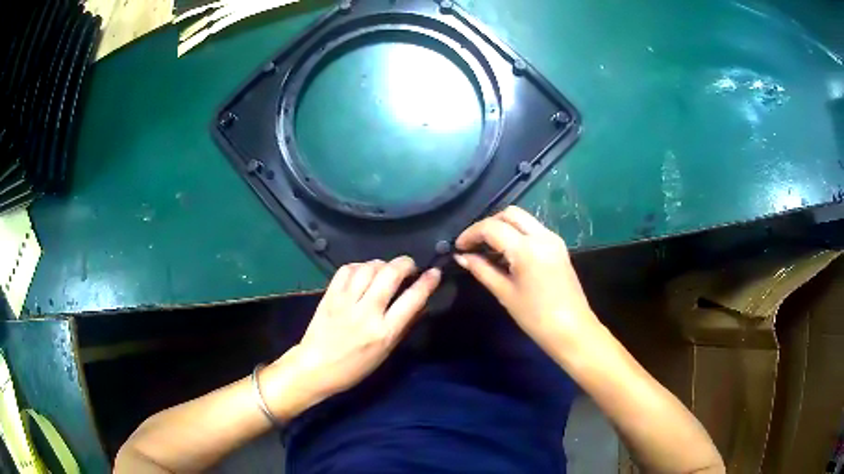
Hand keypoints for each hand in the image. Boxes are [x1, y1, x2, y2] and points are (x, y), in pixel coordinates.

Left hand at [263, 257, 440, 418]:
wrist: (315, 369)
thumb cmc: (354, 368)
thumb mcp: (385, 353)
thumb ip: (402, 327)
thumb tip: (419, 303)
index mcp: (384, 333)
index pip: (412, 300)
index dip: (427, 282)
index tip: (434, 272)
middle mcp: (367, 313)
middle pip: (390, 274)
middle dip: (405, 263)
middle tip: (409, 266)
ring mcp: (345, 302)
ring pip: (368, 268)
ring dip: (382, 263)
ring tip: (385, 269)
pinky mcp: (329, 296)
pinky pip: (346, 270)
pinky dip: (359, 266)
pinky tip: (363, 272)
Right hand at [454, 206, 598, 353]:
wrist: (572, 330)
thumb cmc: (536, 317)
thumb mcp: (505, 293)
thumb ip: (482, 270)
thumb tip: (462, 257)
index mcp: (527, 248)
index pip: (492, 228)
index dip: (471, 233)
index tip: (458, 247)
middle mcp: (542, 236)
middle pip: (510, 214)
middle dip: (488, 224)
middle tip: (473, 244)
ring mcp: (553, 239)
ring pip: (523, 219)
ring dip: (503, 227)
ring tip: (487, 249)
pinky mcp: (559, 247)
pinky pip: (533, 230)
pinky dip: (516, 234)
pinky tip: (506, 253)